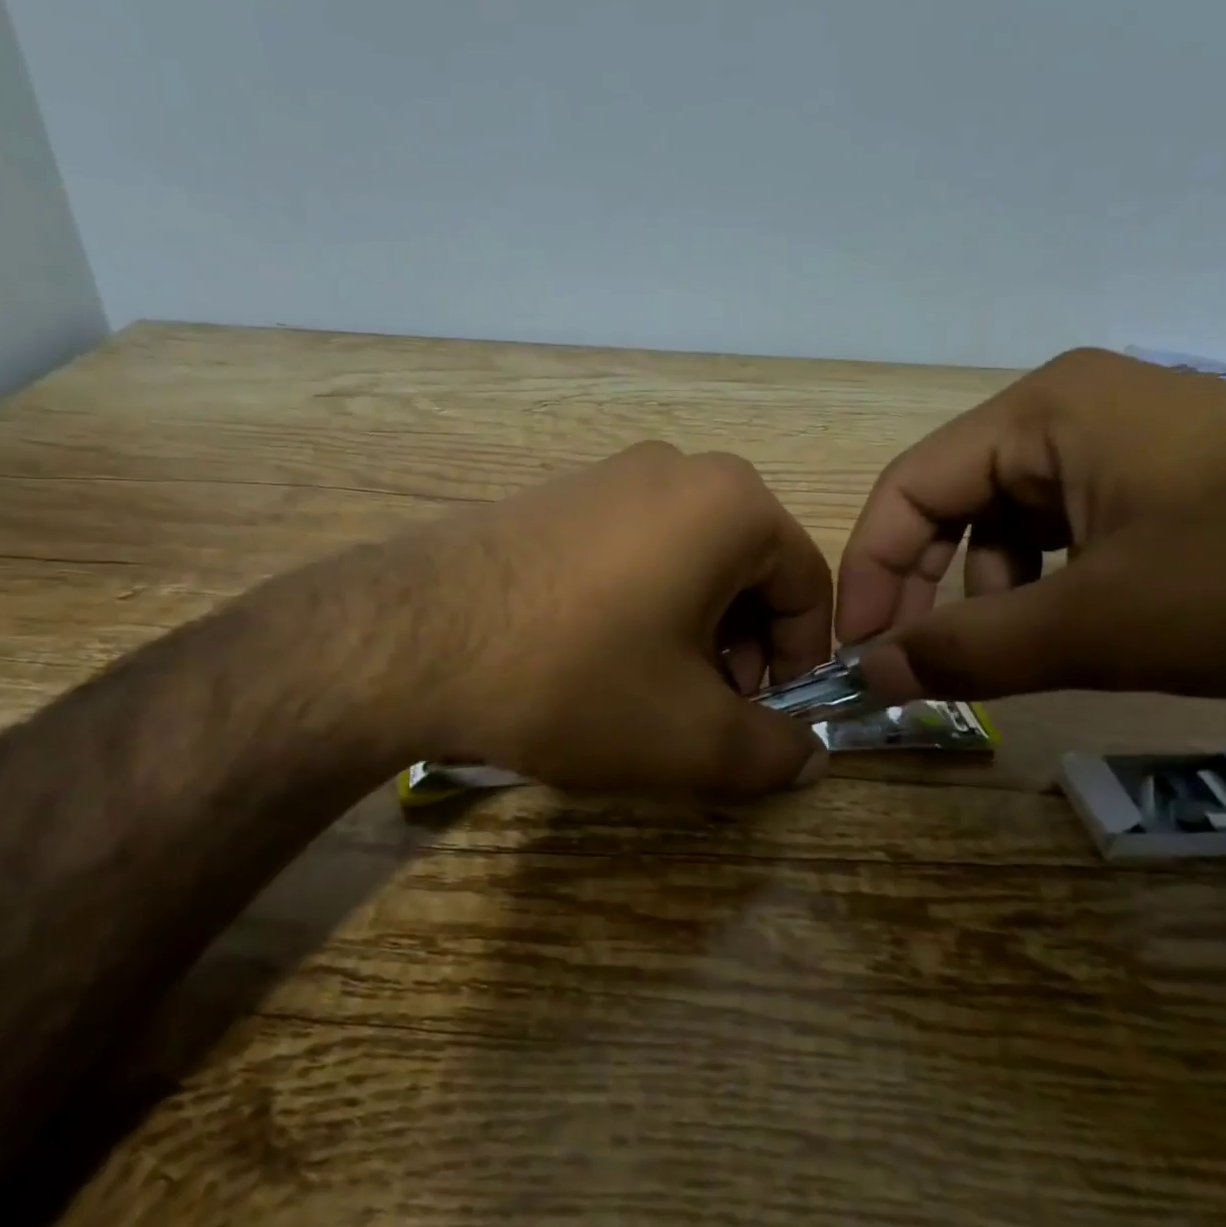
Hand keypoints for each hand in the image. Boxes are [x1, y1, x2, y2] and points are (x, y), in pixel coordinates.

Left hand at [401, 442, 834, 791]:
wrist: (414, 638)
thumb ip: (773, 752)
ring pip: (686, 559)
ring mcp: (607, 474)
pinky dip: (638, 601)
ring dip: (689, 626)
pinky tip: (593, 653)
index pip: (806, 585)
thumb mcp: (691, 735)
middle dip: (741, 645)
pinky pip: (629, 548)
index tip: (765, 715)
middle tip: (705, 707)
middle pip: (745, 568)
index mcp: (731, 503)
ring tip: (647, 688)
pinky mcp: (554, 494)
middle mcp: (676, 468)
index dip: (799, 660)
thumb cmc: (577, 677)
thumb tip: (811, 758)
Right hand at [838, 348, 1225, 714]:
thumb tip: (868, 676)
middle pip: (952, 503)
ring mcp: (1126, 446)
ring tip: (1002, 657)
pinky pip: (1068, 534)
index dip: (871, 571)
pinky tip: (1068, 632)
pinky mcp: (1169, 485)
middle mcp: (1073, 413)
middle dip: (924, 586)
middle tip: (910, 663)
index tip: (859, 650)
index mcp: (1043, 412)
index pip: (909, 488)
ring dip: (986, 595)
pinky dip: (1045, 588)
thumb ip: (967, 651)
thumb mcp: (1099, 625)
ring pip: (1008, 524)